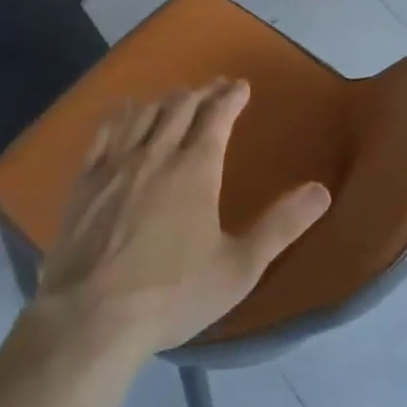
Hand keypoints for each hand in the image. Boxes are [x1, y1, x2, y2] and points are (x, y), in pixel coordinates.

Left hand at [32, 79, 331, 356]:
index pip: (218, 115)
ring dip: (165, 100)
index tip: (241, 86)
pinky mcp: (84, 182)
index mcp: (196, 168)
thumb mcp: (239, 268)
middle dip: (202, 92)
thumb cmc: (172, 294)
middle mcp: (157, 153)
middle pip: (181, 106)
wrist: (89, 320)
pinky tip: (125, 111)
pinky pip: (104, 132)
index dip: (231, 96)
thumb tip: (322, 191)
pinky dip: (121, 114)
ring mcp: (116, 164)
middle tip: (214, 87)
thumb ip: (281, 226)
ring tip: (176, 98)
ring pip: (144, 113)